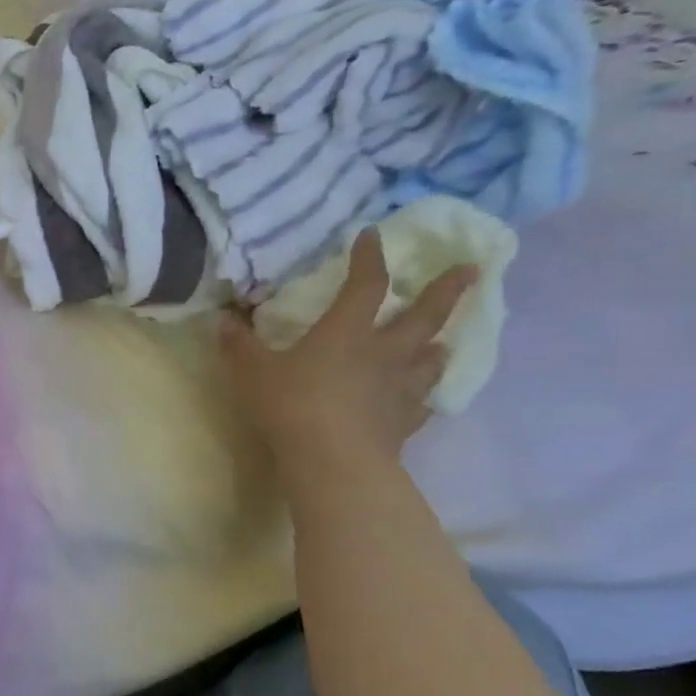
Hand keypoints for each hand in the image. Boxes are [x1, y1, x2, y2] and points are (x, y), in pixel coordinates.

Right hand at [220, 228, 475, 476]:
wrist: (333, 461)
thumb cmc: (291, 406)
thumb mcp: (252, 372)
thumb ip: (239, 345)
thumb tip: (223, 319)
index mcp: (346, 331)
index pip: (365, 284)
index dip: (370, 257)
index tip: (374, 234)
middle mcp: (383, 352)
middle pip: (423, 315)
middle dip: (447, 290)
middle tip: (472, 269)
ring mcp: (400, 388)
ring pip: (431, 358)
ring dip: (438, 345)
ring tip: (443, 341)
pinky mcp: (405, 422)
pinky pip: (423, 402)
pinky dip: (424, 395)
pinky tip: (421, 398)